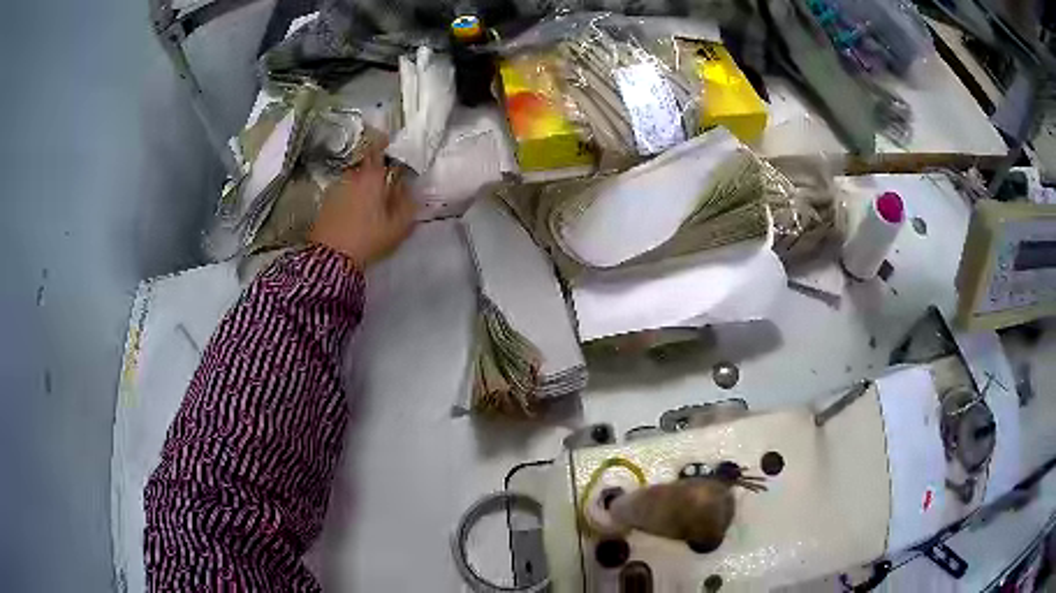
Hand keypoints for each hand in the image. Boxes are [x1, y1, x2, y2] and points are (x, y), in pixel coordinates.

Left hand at [309, 143, 415, 267]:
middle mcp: (352, 175)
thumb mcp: (398, 226)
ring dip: (362, 180)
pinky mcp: (326, 201)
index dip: (385, 143)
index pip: (379, 147)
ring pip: (354, 175)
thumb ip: (408, 203)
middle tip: (385, 174)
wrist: (330, 258)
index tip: (392, 144)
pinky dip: (350, 192)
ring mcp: (336, 187)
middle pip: (365, 161)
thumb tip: (411, 188)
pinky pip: (343, 189)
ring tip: (370, 195)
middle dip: (375, 163)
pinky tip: (355, 207)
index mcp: (372, 176)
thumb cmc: (368, 239)